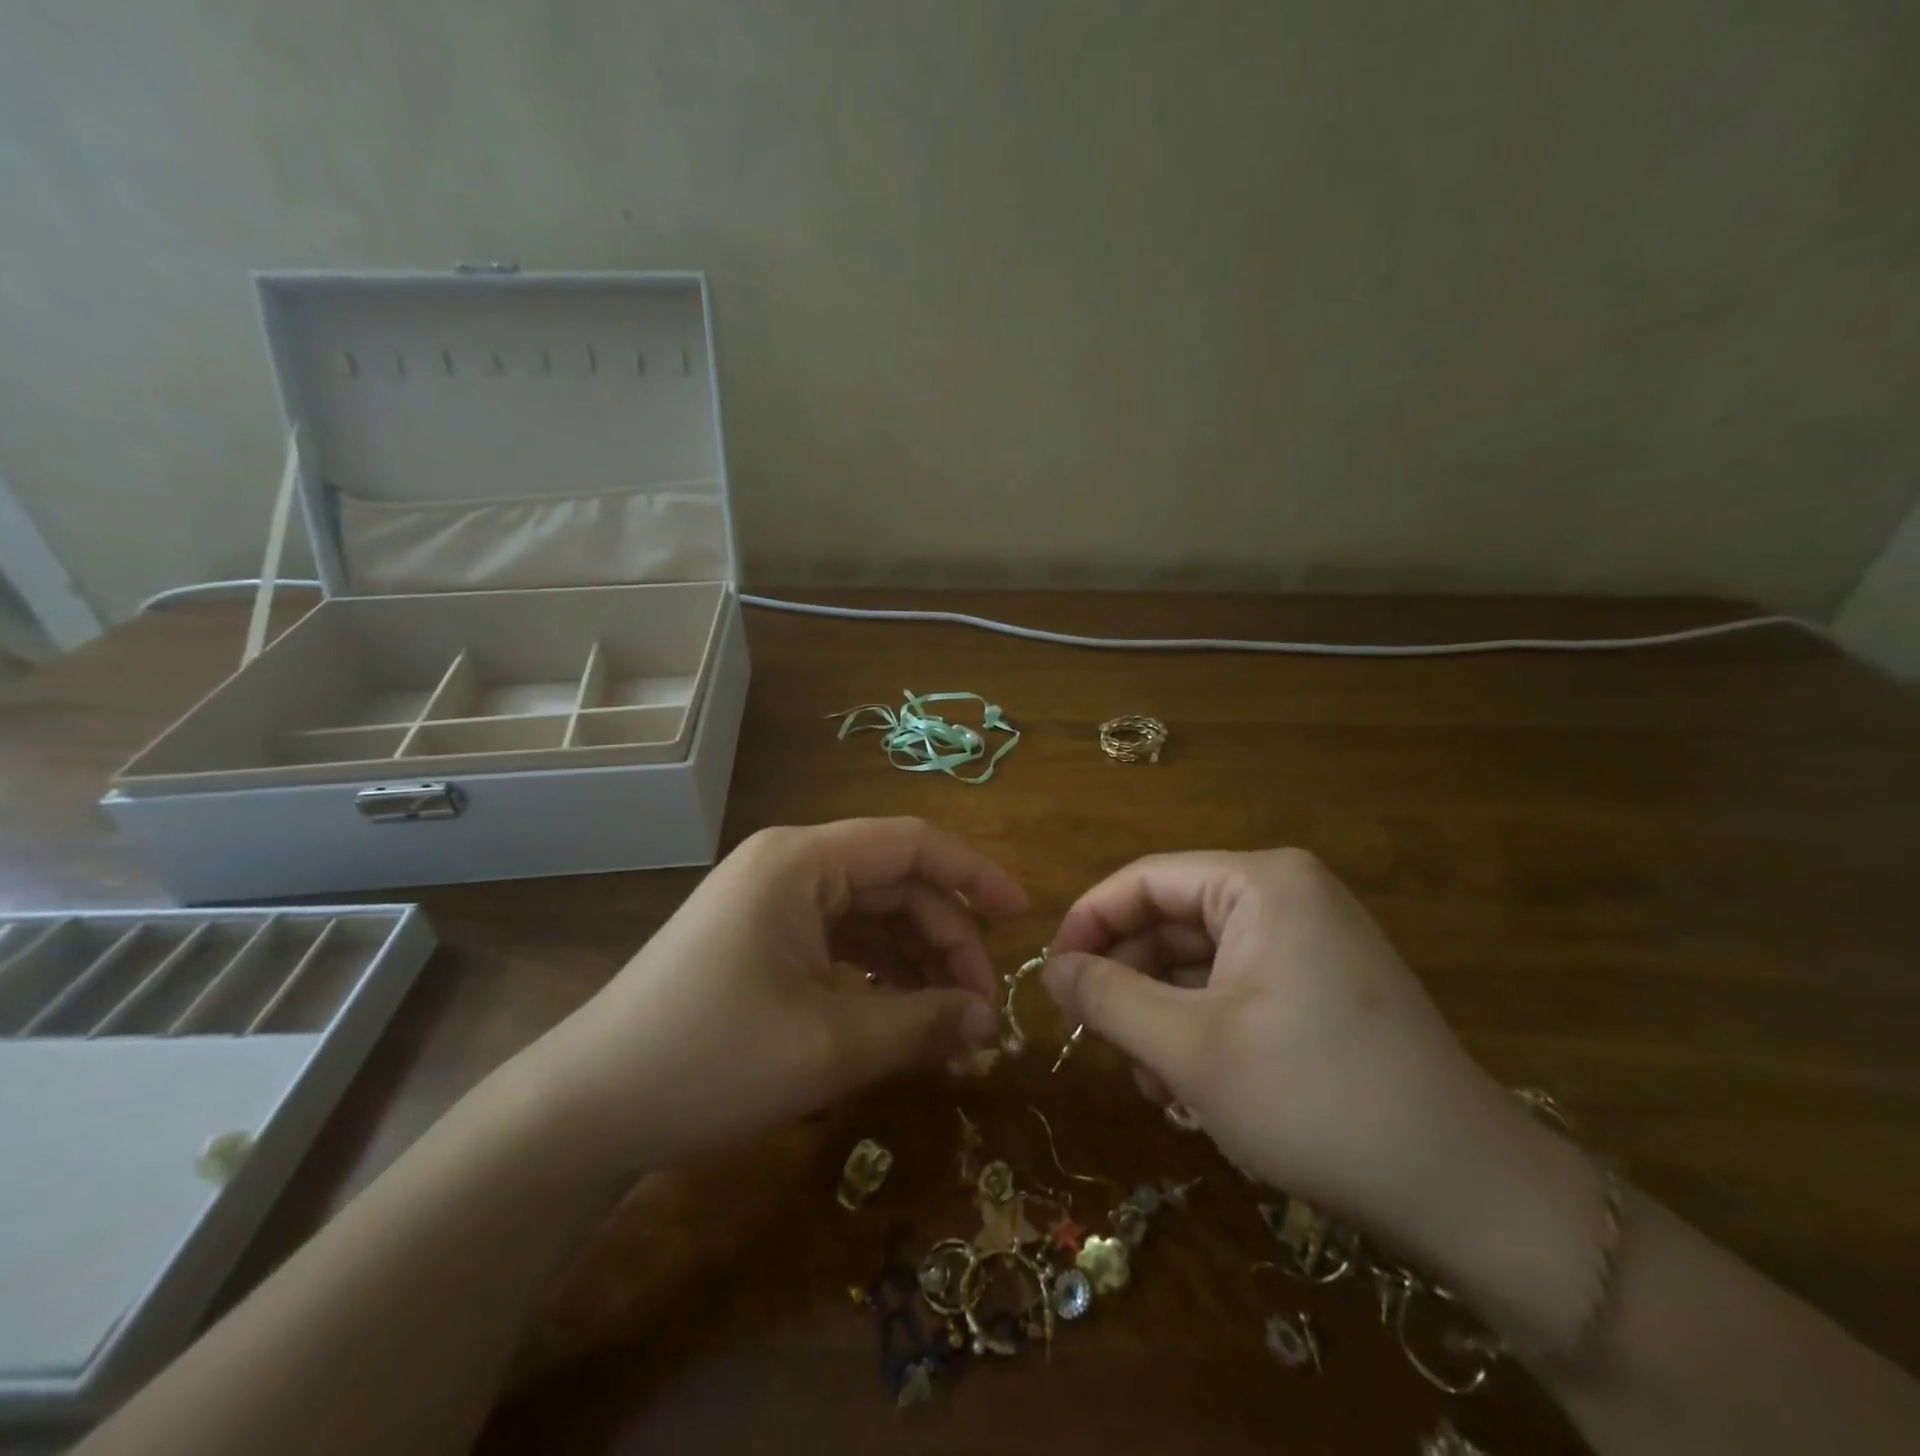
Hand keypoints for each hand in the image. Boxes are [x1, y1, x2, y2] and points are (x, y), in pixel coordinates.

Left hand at [517, 818, 1023, 1176]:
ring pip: (871, 917)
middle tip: (982, 1011)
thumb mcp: (830, 1046)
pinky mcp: (762, 942)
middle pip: (895, 885)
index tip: (1022, 919)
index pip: (912, 844)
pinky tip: (902, 1019)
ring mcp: (772, 905)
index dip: (974, 875)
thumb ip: (922, 1024)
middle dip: (946, 940)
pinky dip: (879, 977)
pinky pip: (840, 945)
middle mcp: (790, 867)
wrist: (585, 1111)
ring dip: (916, 963)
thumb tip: (991, 1023)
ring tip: (950, 1024)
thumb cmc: (708, 1060)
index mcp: (802, 861)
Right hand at [1043, 849, 1548, 1264]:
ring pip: (1200, 961)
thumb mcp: (1188, 1049)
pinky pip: (1236, 986)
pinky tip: (1186, 1086)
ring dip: (1160, 1014)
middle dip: (1128, 981)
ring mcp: (1310, 939)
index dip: (1087, 924)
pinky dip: (1200, 1026)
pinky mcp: (1321, 985)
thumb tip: (1049, 970)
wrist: (1467, 1192)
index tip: (1051, 979)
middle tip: (1096, 1042)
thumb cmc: (1313, 1098)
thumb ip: (1106, 998)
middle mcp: (1287, 894)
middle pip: (1172, 921)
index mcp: (1260, 883)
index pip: (1144, 880)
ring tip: (1147, 1082)